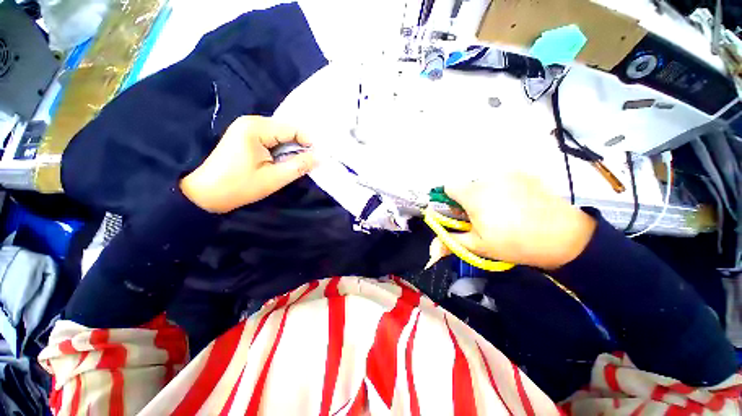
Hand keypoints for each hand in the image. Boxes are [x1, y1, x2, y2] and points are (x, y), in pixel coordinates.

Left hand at [180, 116, 316, 212]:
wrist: (205, 194)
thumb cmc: (239, 187)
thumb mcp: (274, 178)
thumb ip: (299, 166)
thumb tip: (320, 157)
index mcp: (256, 128)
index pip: (292, 128)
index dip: (309, 142)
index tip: (318, 158)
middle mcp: (252, 121)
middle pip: (287, 130)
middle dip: (300, 145)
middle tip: (310, 162)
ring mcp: (247, 127)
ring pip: (281, 135)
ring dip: (292, 148)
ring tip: (299, 162)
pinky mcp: (246, 136)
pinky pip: (272, 139)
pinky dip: (282, 149)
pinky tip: (285, 160)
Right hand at [429, 172, 596, 269]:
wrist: (564, 237)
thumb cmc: (515, 243)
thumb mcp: (478, 246)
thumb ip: (450, 243)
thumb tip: (430, 251)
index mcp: (474, 194)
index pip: (448, 187)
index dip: (449, 200)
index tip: (459, 213)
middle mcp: (489, 178)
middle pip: (467, 185)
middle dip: (468, 200)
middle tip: (483, 218)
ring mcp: (509, 173)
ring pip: (484, 182)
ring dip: (486, 194)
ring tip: (502, 212)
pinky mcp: (524, 173)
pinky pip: (503, 179)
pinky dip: (503, 189)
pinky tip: (517, 204)